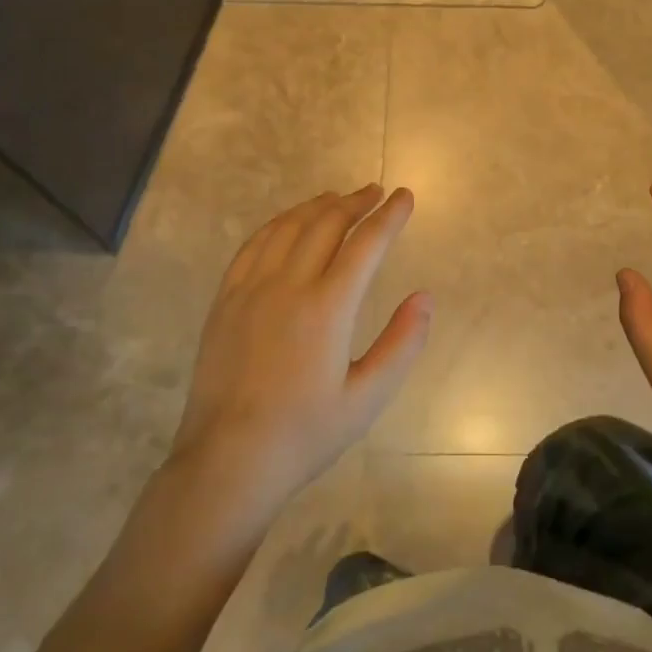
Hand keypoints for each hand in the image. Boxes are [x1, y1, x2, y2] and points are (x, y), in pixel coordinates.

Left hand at [168, 185, 429, 512]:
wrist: (228, 460)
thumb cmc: (305, 433)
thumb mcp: (368, 398)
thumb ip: (402, 343)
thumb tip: (425, 297)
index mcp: (328, 308)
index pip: (366, 244)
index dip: (390, 216)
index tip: (405, 196)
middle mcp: (288, 285)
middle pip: (326, 224)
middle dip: (356, 202)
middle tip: (376, 191)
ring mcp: (251, 289)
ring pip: (288, 227)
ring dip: (317, 206)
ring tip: (338, 197)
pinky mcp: (226, 299)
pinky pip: (254, 245)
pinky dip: (278, 224)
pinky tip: (288, 222)